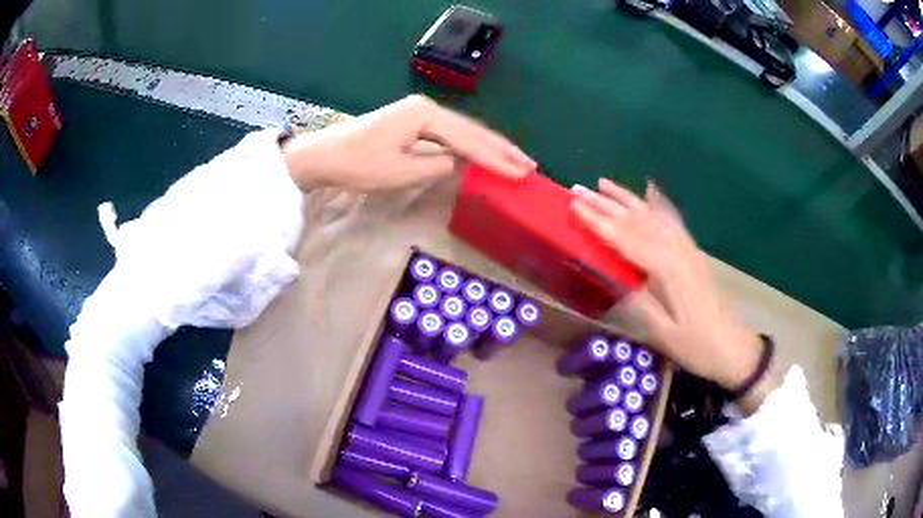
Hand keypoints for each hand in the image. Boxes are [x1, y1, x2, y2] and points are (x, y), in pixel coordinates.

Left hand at [281, 95, 534, 190]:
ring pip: (462, 131)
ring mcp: (419, 113)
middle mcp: (427, 108)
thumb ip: (436, 165)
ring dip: (487, 147)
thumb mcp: (400, 171)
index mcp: (425, 115)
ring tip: (514, 161)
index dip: (496, 159)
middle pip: (471, 130)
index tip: (521, 173)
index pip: (469, 139)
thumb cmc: (358, 164)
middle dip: (500, 149)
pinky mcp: (413, 122)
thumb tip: (456, 162)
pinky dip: (467, 146)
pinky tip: (481, 155)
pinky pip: (448, 134)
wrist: (324, 155)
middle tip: (528, 165)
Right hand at [571, 179, 776, 410]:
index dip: (599, 223)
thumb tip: (612, 276)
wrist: (730, 346)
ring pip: (653, 215)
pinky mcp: (691, 252)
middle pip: (638, 221)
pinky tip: (649, 192)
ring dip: (627, 198)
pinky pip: (671, 220)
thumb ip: (638, 301)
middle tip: (577, 190)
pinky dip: (657, 204)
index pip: (627, 240)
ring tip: (603, 183)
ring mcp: (687, 248)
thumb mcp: (662, 333)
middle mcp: (677, 250)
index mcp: (668, 270)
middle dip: (606, 204)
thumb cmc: (695, 345)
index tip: (575, 207)